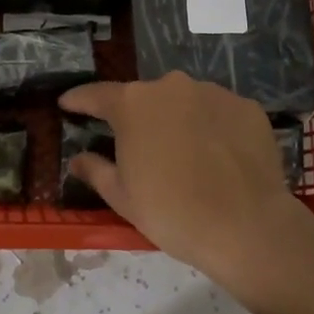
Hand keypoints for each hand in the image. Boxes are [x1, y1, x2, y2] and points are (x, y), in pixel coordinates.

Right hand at [59, 71, 312, 285]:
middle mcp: (171, 86)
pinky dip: (212, 128)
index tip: (67, 104)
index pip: (96, 94)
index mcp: (133, 104)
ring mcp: (213, 93)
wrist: (246, 227)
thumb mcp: (123, 197)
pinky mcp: (247, 107)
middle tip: (137, 146)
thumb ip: (96, 170)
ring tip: (184, 154)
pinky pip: (219, 113)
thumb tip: (78, 159)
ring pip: (185, 102)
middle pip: (145, 97)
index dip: (79, 100)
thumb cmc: (172, 212)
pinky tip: (217, 156)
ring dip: (178, 120)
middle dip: (137, 117)